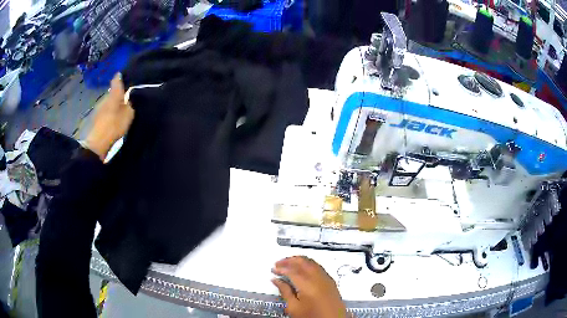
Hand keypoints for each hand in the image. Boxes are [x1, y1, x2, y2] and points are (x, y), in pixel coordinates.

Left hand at [85, 73, 133, 160]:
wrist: (97, 143)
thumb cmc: (113, 126)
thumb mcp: (128, 114)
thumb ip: (130, 104)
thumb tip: (129, 97)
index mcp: (113, 94)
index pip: (117, 79)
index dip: (121, 76)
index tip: (126, 76)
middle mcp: (105, 97)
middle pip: (112, 92)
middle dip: (119, 93)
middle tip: (127, 97)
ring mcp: (99, 108)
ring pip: (109, 102)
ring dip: (114, 104)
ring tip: (121, 110)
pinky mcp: (96, 119)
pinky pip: (105, 111)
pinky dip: (110, 113)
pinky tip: (114, 119)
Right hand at [272, 256, 346, 317]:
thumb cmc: (313, 317)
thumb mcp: (294, 308)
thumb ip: (285, 292)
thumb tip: (277, 281)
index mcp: (307, 284)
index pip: (291, 270)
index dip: (281, 268)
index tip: (273, 270)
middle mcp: (318, 278)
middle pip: (302, 262)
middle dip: (289, 260)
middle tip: (278, 264)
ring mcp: (326, 278)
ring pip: (311, 262)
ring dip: (299, 261)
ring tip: (288, 264)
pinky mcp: (331, 281)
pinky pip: (318, 266)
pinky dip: (308, 264)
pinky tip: (302, 269)